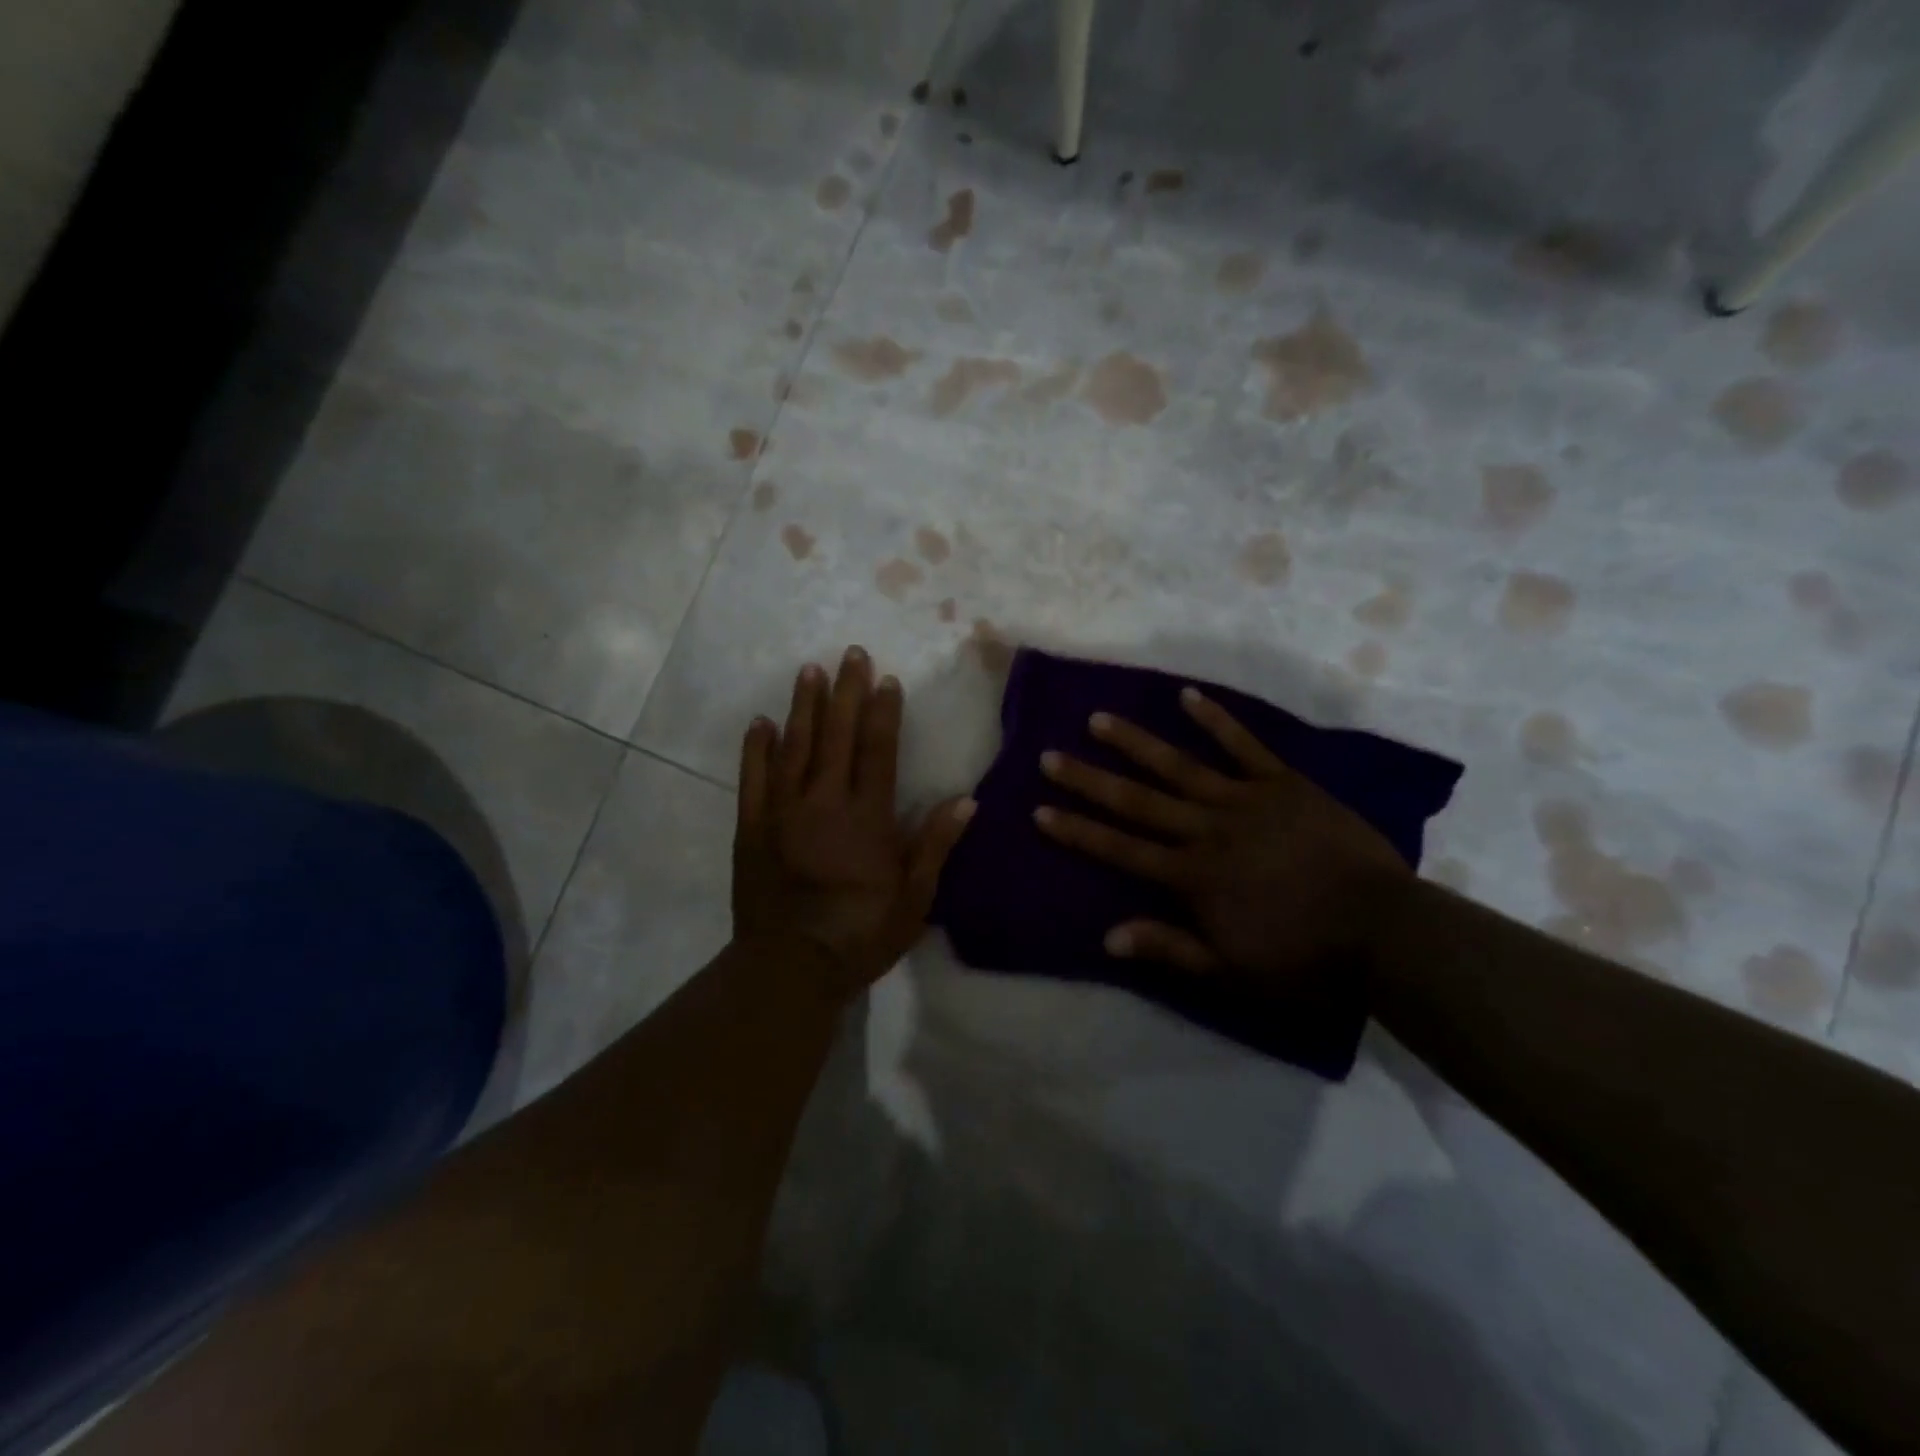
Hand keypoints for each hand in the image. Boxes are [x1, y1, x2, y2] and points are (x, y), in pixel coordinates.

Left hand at [732, 646, 973, 1002]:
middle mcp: (824, 802)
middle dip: (846, 692)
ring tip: (809, 671)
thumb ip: (935, 845)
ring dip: (804, 706)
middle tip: (850, 653)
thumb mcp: (914, 898)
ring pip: (795, 746)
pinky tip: (761, 722)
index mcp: (867, 817)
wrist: (790, 968)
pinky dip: (756, 749)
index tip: (886, 679)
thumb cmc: (861, 934)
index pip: (878, 750)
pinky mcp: (751, 828)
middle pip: (837, 736)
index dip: (883, 712)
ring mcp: (783, 812)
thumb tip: (967, 800)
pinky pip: (753, 779)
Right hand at [1033, 687, 1408, 979]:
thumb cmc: (1305, 957)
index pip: (1121, 849)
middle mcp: (1207, 829)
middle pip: (1137, 801)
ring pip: (1179, 765)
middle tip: (1050, 755)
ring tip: (1099, 719)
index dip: (1078, 831)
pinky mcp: (1283, 783)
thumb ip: (1170, 949)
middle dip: (1089, 780)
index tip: (1039, 810)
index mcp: (1193, 875)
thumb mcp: (1232, 971)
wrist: (1386, 931)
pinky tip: (1188, 696)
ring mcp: (1245, 800)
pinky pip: (1244, 746)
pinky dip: (1216, 720)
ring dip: (1136, 742)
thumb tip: (1107, 938)